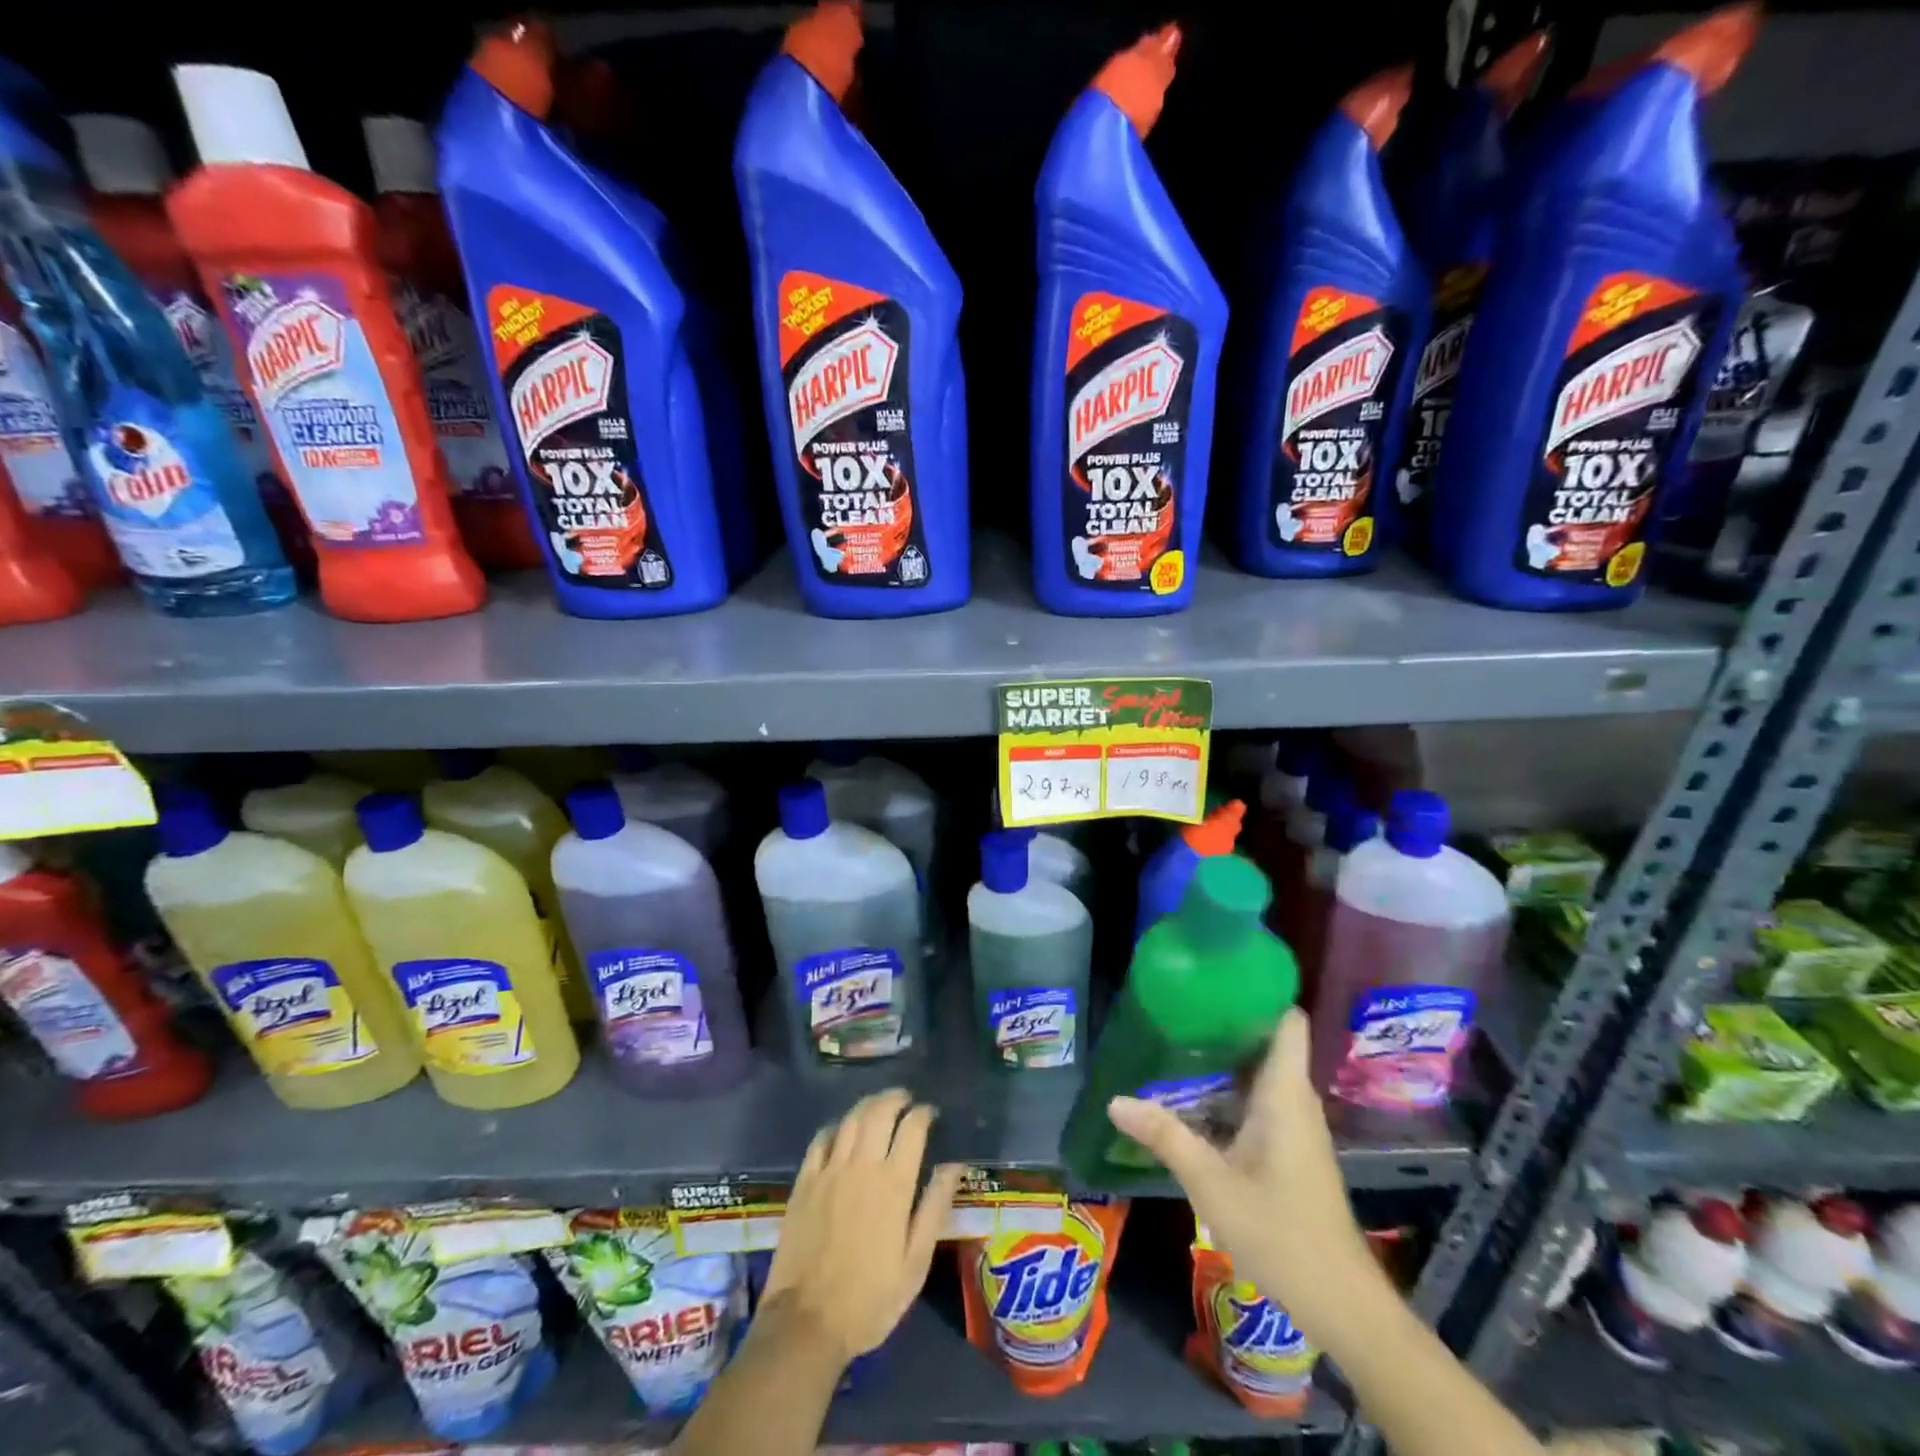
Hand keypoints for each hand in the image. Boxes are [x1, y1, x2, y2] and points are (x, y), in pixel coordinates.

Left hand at [758, 1088, 963, 1366]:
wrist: (806, 1323)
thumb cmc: (870, 1298)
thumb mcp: (915, 1262)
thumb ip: (935, 1207)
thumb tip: (954, 1165)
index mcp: (894, 1184)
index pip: (912, 1128)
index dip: (923, 1113)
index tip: (930, 1113)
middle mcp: (861, 1166)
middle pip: (880, 1112)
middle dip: (896, 1099)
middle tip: (906, 1099)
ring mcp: (829, 1170)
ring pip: (851, 1119)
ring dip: (868, 1105)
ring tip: (879, 1105)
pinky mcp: (804, 1181)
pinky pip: (821, 1139)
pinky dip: (837, 1126)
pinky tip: (843, 1130)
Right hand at [1106, 1008, 1373, 1338]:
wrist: (1341, 1304)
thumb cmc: (1281, 1232)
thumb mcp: (1212, 1183)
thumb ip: (1165, 1137)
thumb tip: (1115, 1100)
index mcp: (1284, 1093)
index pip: (1287, 1021)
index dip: (1259, 992)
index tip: (1216, 978)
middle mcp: (1294, 1100)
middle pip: (1266, 1042)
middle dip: (1226, 1022)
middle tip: (1178, 1007)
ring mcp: (1296, 1127)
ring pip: (1260, 1074)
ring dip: (1225, 1059)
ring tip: (1177, 1041)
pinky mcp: (1291, 1150)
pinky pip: (1260, 1102)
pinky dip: (1230, 1092)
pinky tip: (1194, 1098)